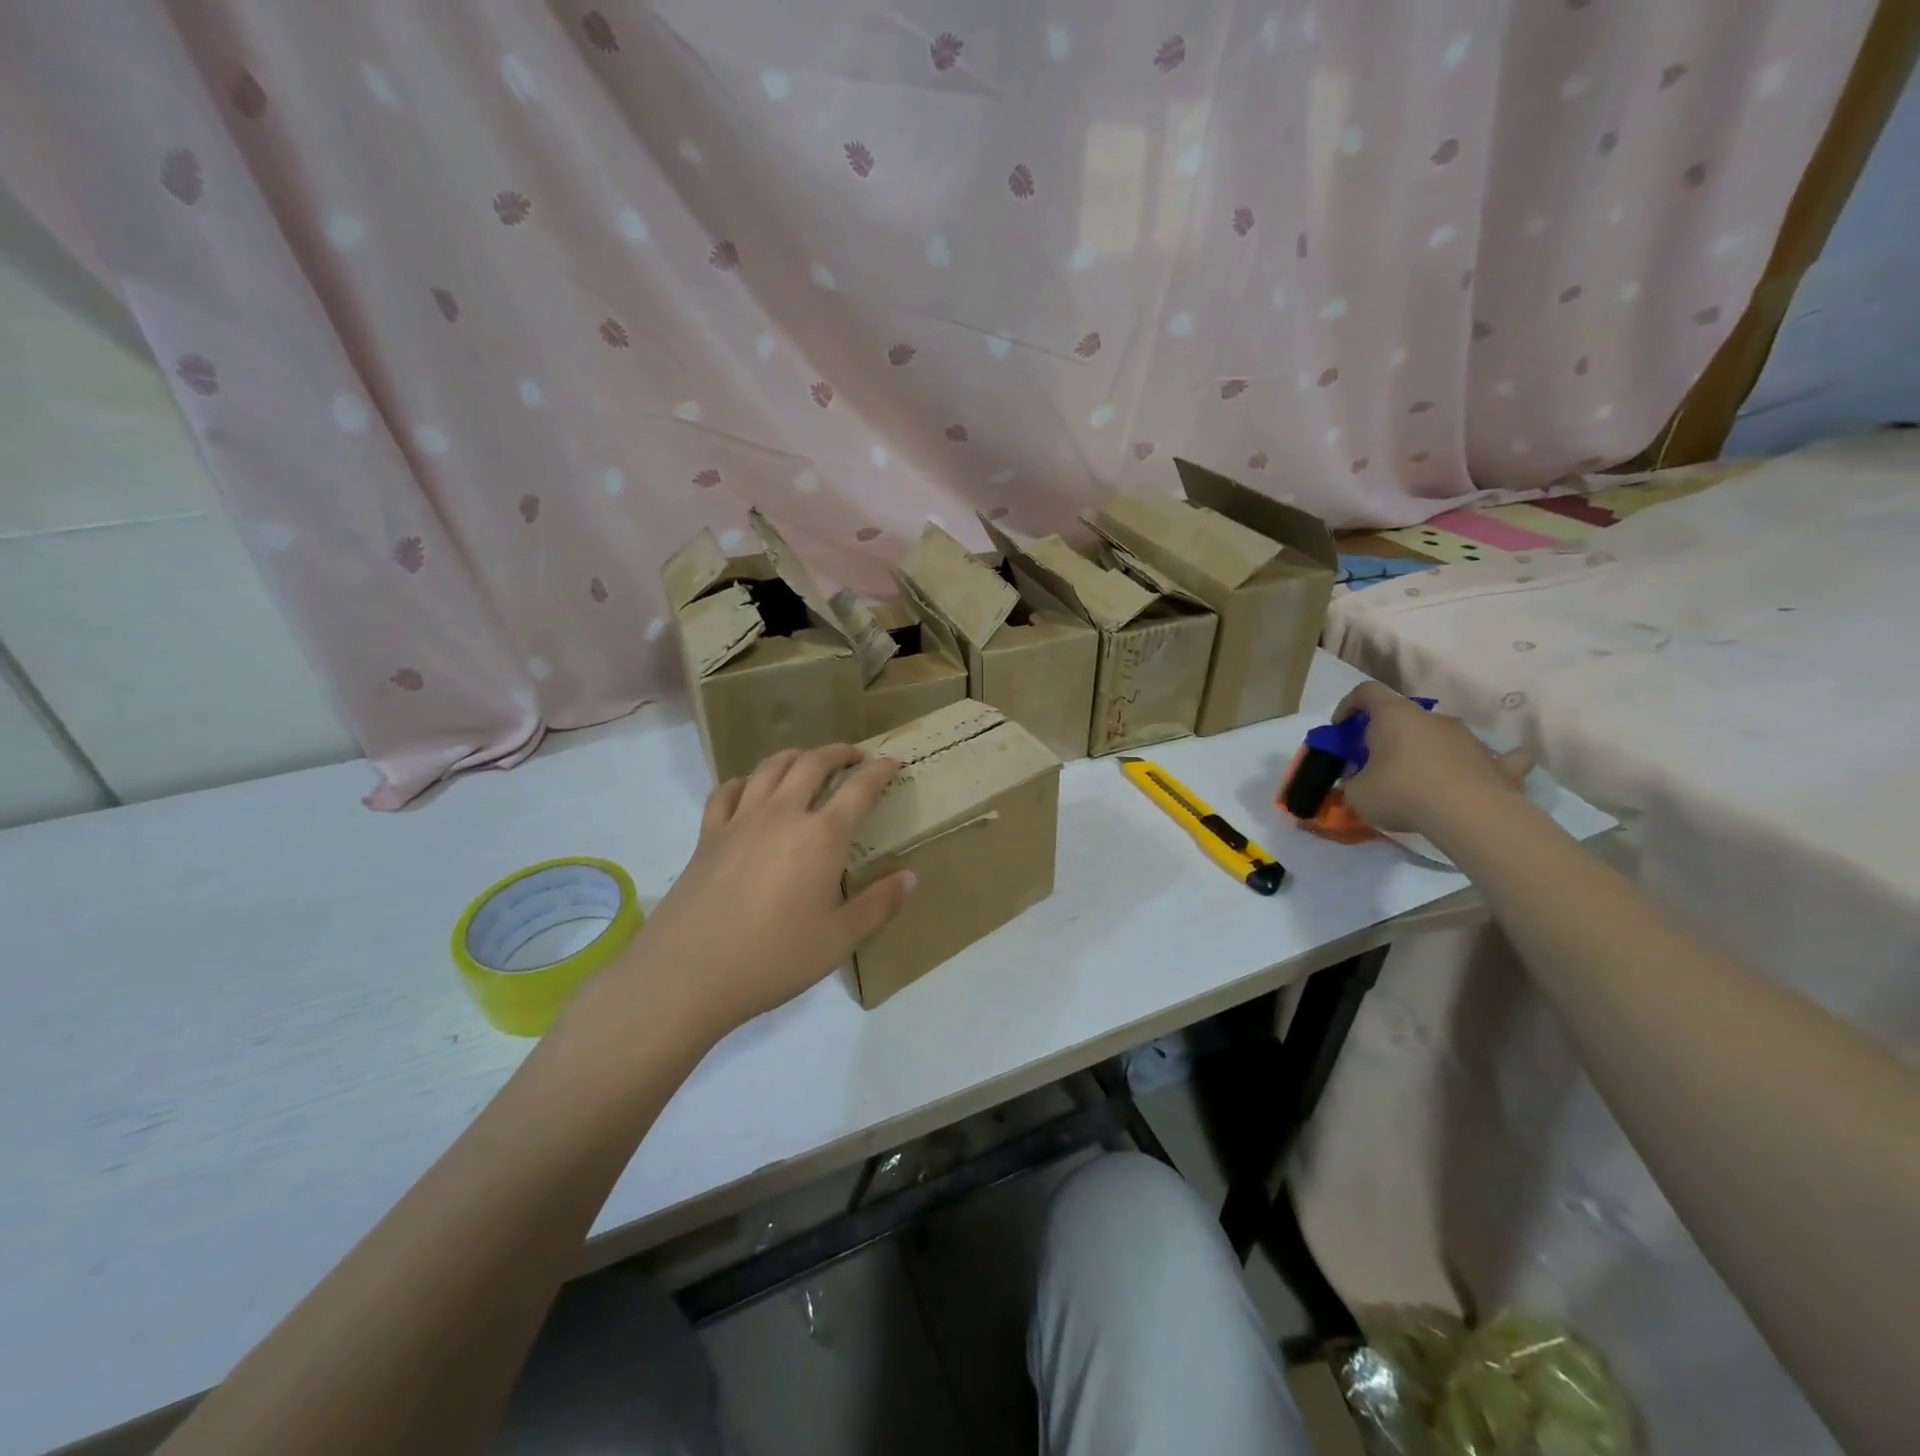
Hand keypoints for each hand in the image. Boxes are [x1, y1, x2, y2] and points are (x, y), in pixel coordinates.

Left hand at [589, 745, 914, 1042]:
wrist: (689, 972)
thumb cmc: (774, 957)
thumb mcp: (839, 939)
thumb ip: (879, 904)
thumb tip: (910, 876)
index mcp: (821, 836)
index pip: (859, 789)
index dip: (880, 771)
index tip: (892, 762)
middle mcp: (782, 814)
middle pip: (813, 763)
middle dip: (838, 753)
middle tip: (854, 756)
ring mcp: (740, 820)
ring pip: (770, 767)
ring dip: (795, 756)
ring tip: (808, 761)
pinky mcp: (708, 835)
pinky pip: (727, 791)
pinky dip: (745, 781)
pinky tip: (750, 789)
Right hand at [1334, 682, 1533, 837]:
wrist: (1468, 814)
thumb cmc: (1401, 793)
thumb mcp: (1357, 793)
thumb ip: (1353, 780)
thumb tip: (1359, 779)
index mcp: (1394, 715)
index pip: (1366, 692)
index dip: (1349, 705)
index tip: (1340, 728)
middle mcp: (1433, 718)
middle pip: (1405, 716)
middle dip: (1389, 735)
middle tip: (1377, 762)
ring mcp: (1469, 737)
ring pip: (1443, 735)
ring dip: (1428, 750)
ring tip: (1419, 780)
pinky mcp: (1498, 762)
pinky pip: (1495, 758)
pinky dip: (1484, 763)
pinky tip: (1482, 772)